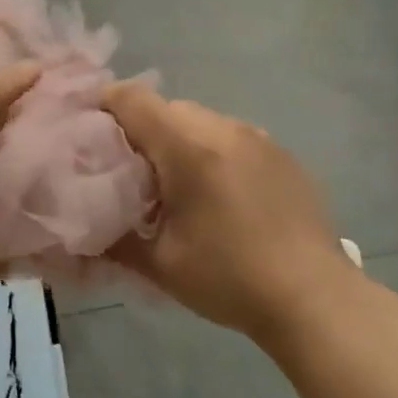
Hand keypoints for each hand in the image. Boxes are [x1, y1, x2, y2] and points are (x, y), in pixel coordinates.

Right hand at [102, 82, 359, 342]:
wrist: (315, 299)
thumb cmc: (229, 278)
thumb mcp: (161, 264)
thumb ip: (114, 239)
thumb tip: (81, 232)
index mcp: (186, 145)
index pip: (132, 98)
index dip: (104, 106)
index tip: (90, 132)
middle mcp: (221, 127)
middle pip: (166, 108)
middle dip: (143, 131)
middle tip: (133, 173)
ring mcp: (256, 136)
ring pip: (200, 120)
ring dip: (180, 141)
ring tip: (179, 187)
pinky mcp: (281, 152)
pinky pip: (232, 136)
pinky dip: (214, 151)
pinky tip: (222, 195)